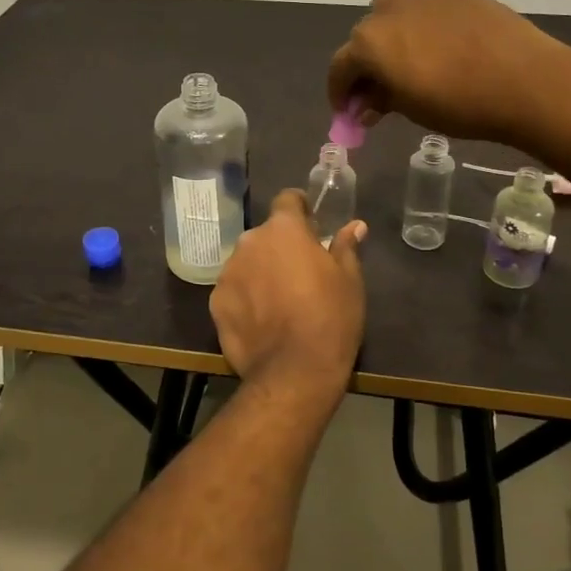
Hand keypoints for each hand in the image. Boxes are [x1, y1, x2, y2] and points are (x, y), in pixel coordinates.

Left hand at [211, 190, 366, 395]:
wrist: (294, 372)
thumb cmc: (330, 318)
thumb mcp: (349, 280)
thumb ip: (345, 247)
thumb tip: (354, 226)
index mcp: (284, 230)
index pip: (287, 199)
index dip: (300, 208)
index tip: (311, 224)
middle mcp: (250, 242)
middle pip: (266, 235)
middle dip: (280, 246)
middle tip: (300, 271)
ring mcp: (228, 272)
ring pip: (247, 262)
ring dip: (260, 271)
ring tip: (279, 300)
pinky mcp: (215, 302)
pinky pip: (234, 290)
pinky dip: (245, 297)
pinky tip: (261, 320)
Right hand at [327, 0, 566, 145]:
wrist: (525, 81)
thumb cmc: (460, 105)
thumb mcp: (411, 111)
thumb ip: (381, 101)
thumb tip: (366, 104)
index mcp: (368, 44)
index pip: (340, 67)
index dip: (340, 92)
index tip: (348, 110)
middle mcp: (386, 11)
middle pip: (363, 38)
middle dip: (366, 64)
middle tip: (380, 90)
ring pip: (390, 12)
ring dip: (390, 34)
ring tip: (409, 57)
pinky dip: (421, 12)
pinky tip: (437, 31)